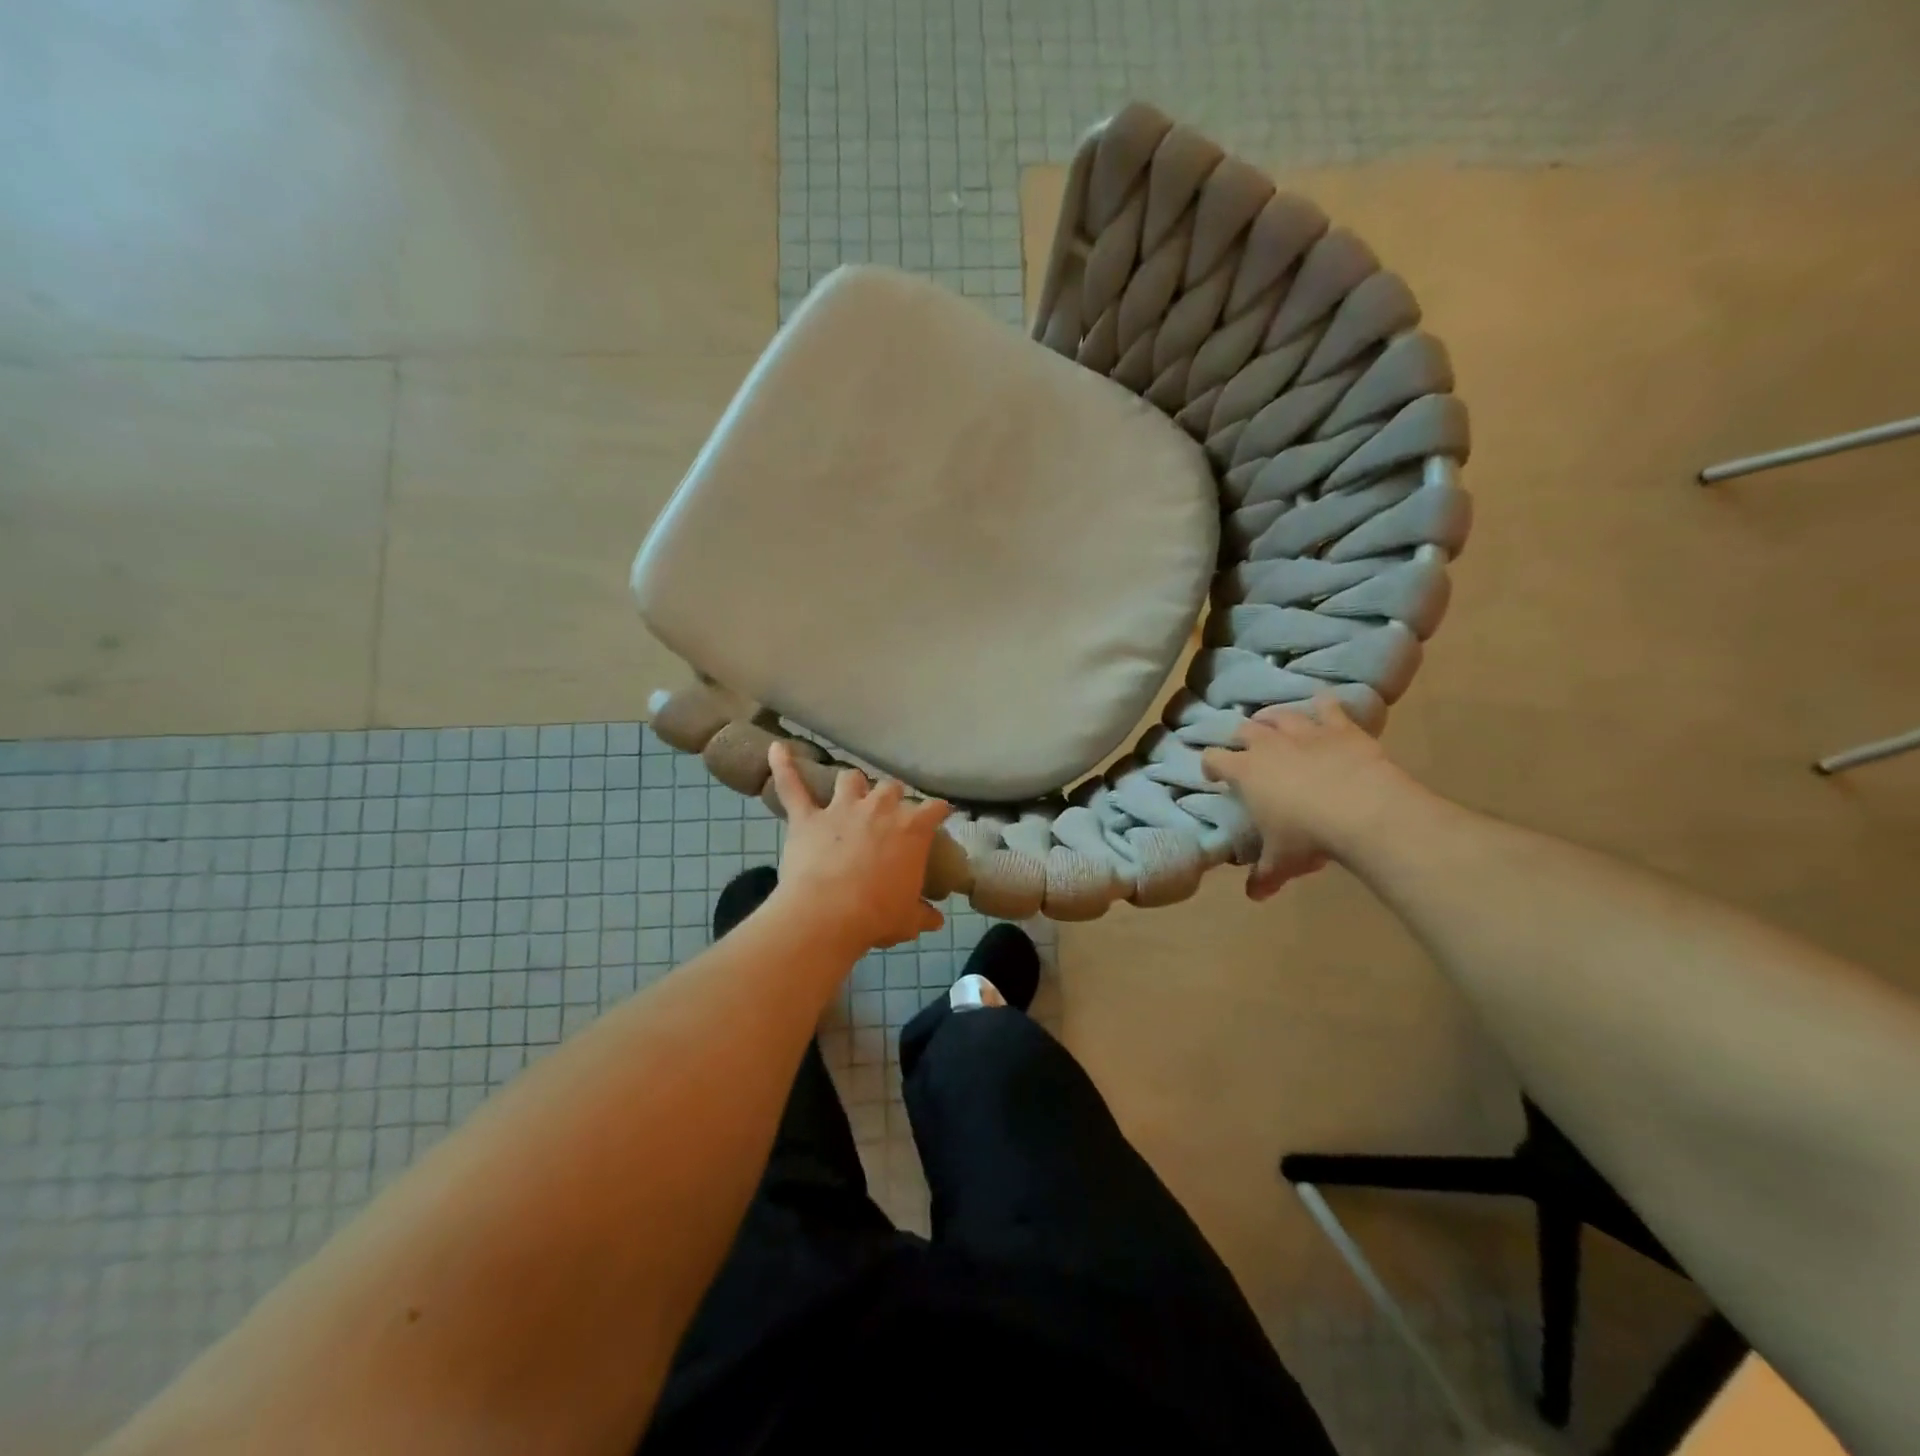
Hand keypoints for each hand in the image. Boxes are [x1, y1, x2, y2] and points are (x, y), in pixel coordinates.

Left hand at [766, 742, 949, 951]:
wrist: (828, 914)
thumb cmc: (877, 915)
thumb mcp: (908, 920)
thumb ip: (923, 915)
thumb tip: (937, 921)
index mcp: (911, 829)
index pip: (934, 809)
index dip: (938, 811)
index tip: (940, 814)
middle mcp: (879, 809)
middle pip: (891, 788)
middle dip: (892, 797)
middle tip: (890, 813)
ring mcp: (841, 809)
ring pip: (850, 779)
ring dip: (852, 784)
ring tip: (851, 791)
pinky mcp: (807, 818)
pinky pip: (792, 787)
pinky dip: (783, 766)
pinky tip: (776, 748)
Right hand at [1201, 694, 1418, 900]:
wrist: (1364, 811)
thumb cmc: (1309, 837)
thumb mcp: (1282, 862)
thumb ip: (1264, 875)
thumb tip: (1254, 895)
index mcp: (1245, 772)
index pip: (1214, 759)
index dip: (1210, 765)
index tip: (1213, 774)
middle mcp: (1268, 744)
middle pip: (1245, 729)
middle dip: (1242, 737)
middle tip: (1246, 748)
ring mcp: (1304, 732)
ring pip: (1281, 715)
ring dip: (1275, 718)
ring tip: (1275, 724)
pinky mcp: (1340, 728)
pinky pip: (1328, 707)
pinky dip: (1324, 706)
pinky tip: (1324, 706)